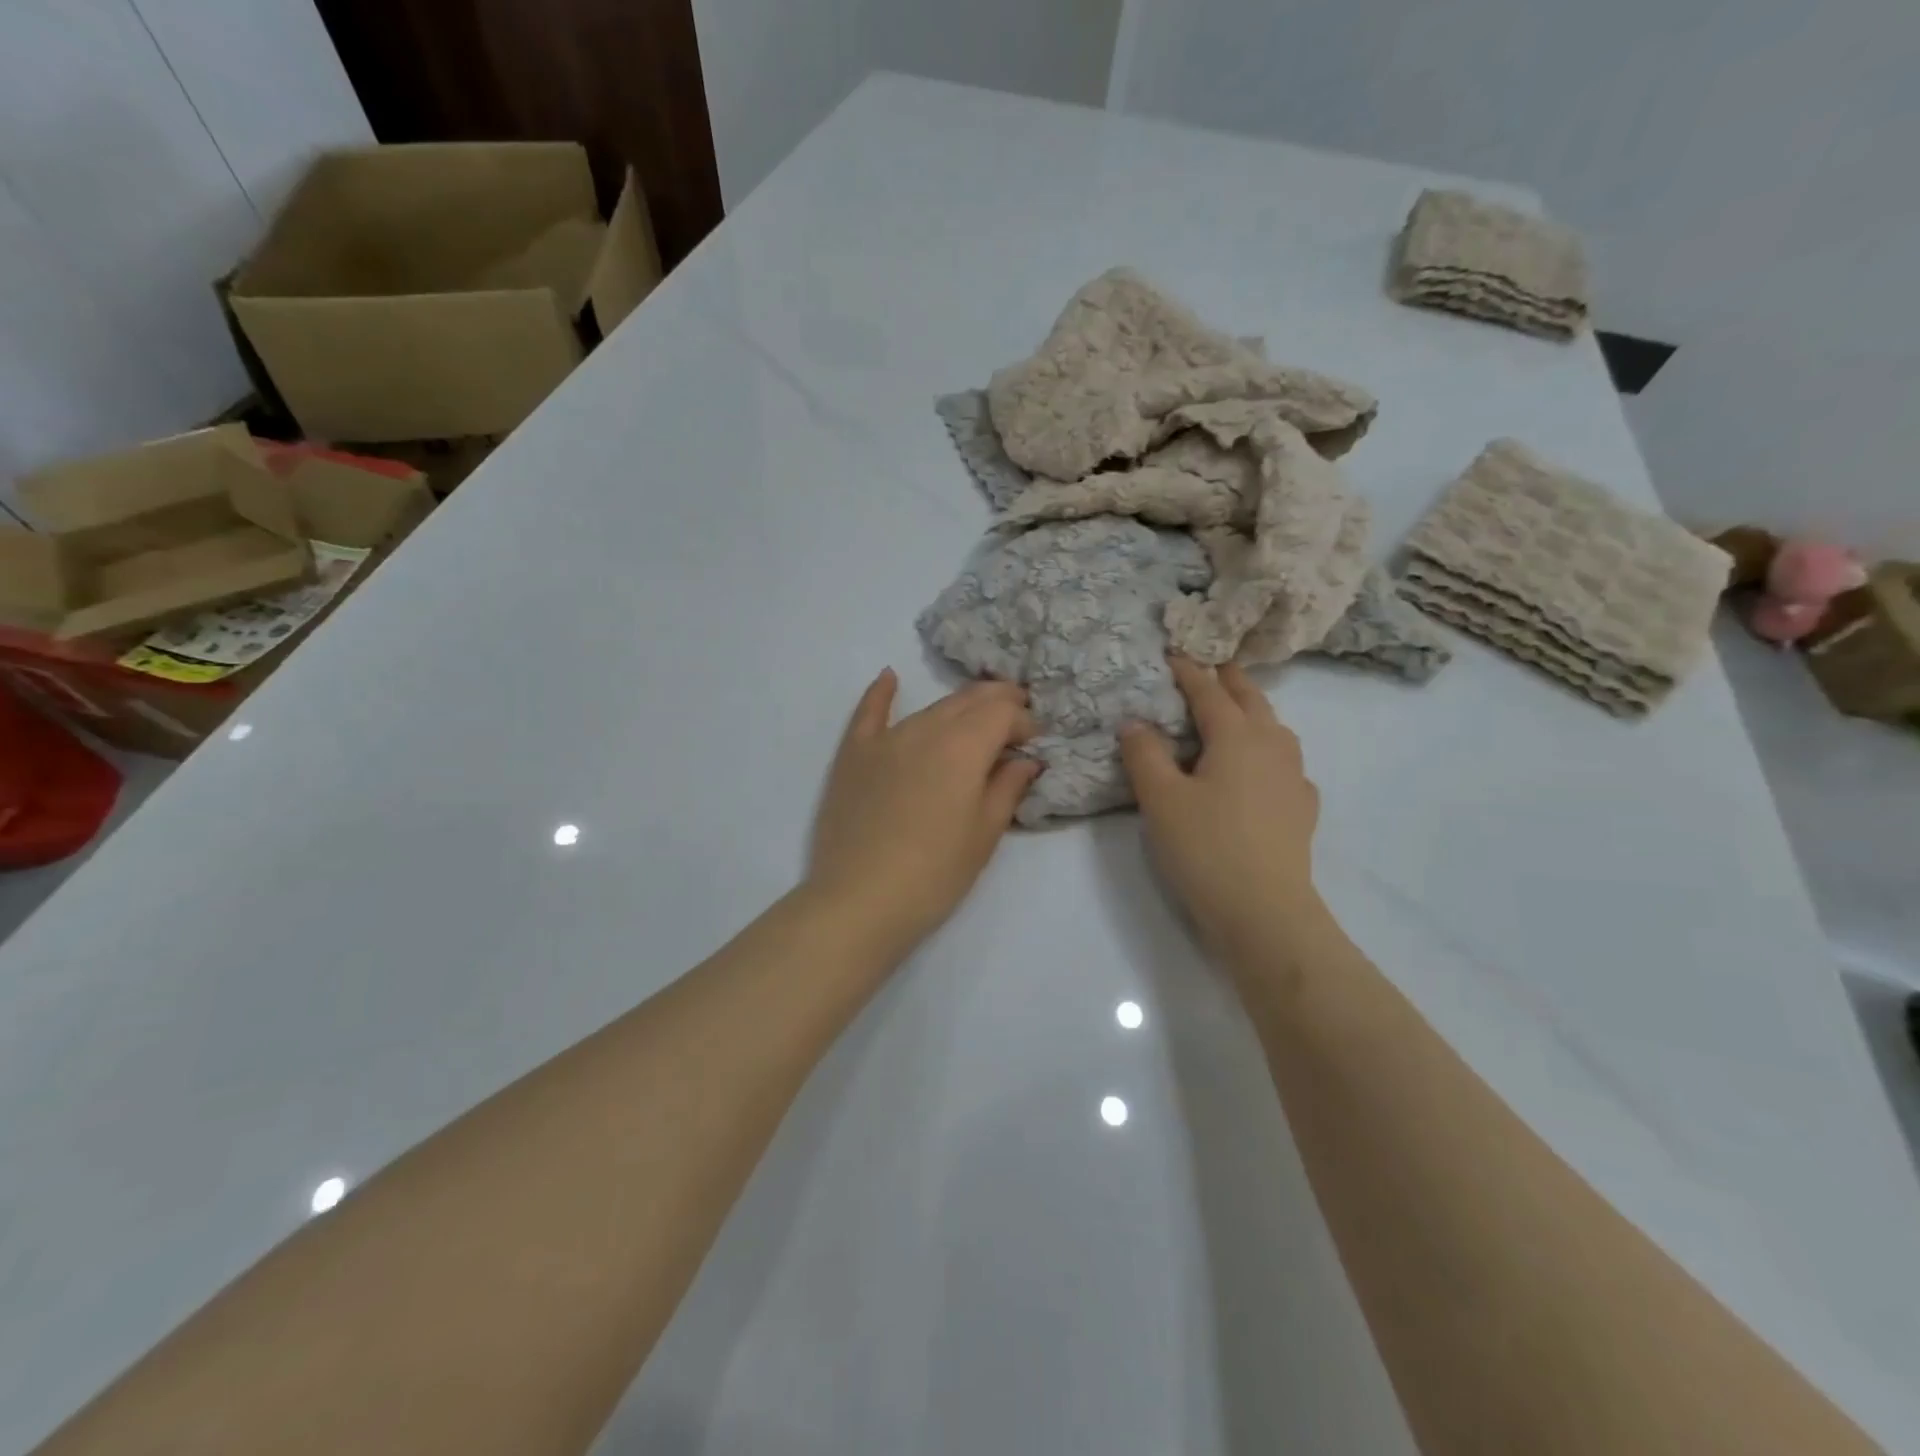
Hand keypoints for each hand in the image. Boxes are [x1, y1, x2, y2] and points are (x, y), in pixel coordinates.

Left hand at [807, 670, 1038, 954]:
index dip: (1025, 722)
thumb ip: (1007, 788)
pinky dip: (882, 693)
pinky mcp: (854, 755)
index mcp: (963, 747)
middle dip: (998, 703)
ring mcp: (885, 739)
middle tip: (1016, 717)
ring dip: (959, 707)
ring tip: (976, 715)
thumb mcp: (984, 835)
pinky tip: (889, 676)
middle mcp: (925, 729)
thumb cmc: (935, 874)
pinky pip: (869, 713)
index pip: (1003, 714)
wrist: (860, 901)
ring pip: (930, 708)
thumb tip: (1025, 760)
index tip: (1034, 743)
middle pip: (968, 701)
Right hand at [1119, 656, 1320, 957]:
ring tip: (1238, 711)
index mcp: (1236, 736)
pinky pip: (1287, 764)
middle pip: (1251, 700)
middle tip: (1212, 666)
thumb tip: (1135, 722)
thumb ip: (1145, 755)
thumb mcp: (1161, 799)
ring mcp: (1294, 777)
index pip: (1209, 692)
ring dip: (1255, 711)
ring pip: (1276, 728)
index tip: (1173, 653)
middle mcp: (1272, 746)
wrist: (1265, 911)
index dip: (1188, 672)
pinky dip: (1271, 752)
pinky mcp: (1302, 808)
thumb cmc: (1206, 847)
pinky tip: (1264, 770)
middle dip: (1230, 680)